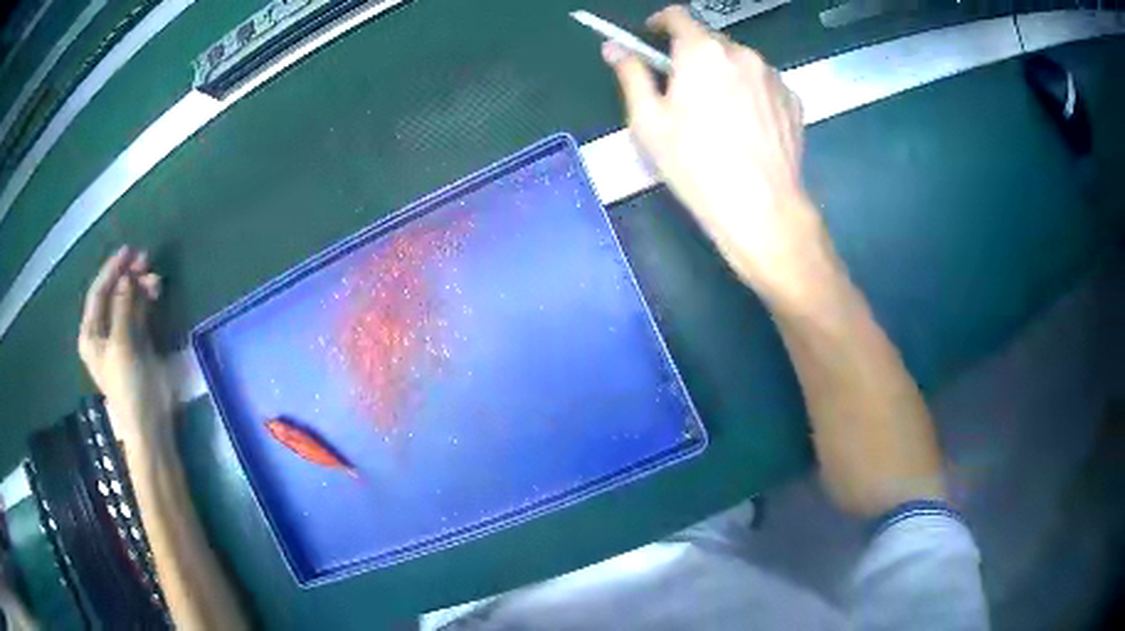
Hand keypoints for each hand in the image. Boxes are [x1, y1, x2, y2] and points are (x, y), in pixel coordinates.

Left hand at [78, 247, 170, 449]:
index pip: (98, 293)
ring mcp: (121, 336)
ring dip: (140, 286)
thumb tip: (126, 276)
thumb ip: (122, 308)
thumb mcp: (122, 345)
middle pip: (113, 293)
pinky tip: (156, 291)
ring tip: (155, 278)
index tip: (128, 251)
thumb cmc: (128, 385)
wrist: (149, 421)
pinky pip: (139, 311)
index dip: (111, 270)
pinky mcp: (137, 341)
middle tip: (145, 259)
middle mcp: (103, 331)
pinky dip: (146, 299)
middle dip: (127, 276)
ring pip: (128, 300)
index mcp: (91, 334)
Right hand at [604, 6, 832, 303]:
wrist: (763, 208)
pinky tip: (746, 126)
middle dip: (692, 54)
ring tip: (719, 113)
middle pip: (711, 40)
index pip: (678, 16)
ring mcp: (774, 77)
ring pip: (740, 62)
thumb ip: (631, 75)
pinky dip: (750, 91)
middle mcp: (742, 53)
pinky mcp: (794, 101)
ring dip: (724, 73)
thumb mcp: (649, 122)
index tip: (652, 36)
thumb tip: (614, 48)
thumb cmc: (696, 165)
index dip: (660, 22)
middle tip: (683, 89)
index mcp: (703, 51)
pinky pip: (764, 84)